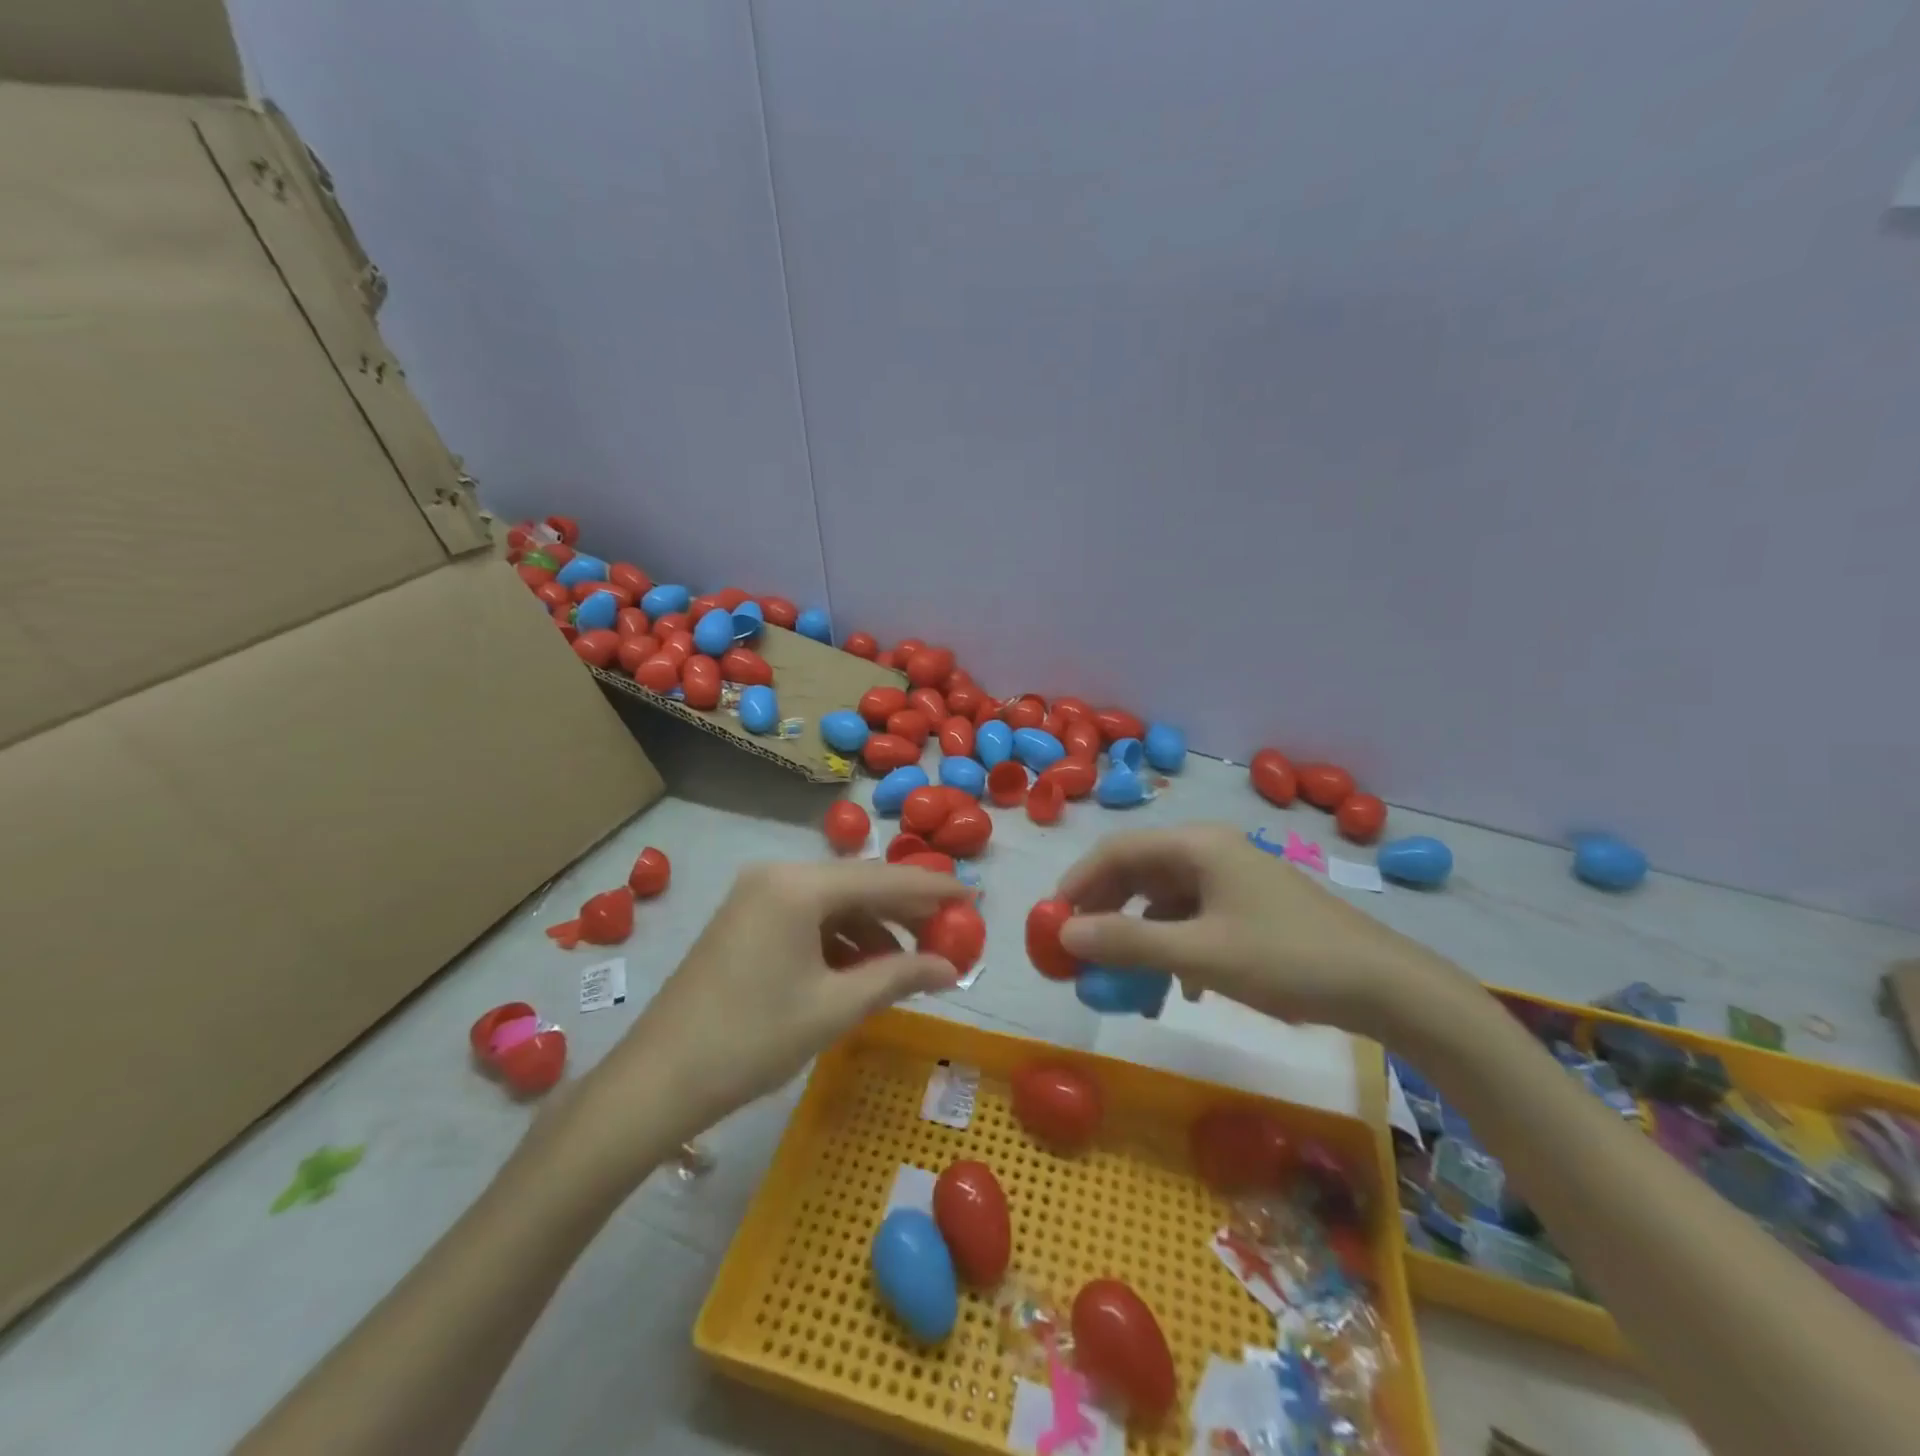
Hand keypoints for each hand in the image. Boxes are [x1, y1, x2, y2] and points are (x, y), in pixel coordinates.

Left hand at [580, 861, 962, 1158]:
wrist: (656, 1081)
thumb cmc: (751, 1041)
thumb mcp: (834, 1009)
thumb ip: (899, 977)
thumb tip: (951, 968)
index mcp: (799, 885)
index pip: (885, 878)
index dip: (935, 890)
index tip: (976, 897)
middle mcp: (779, 874)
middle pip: (860, 884)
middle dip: (907, 912)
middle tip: (951, 937)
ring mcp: (758, 894)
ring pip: (836, 902)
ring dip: (875, 929)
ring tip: (910, 966)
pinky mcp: (747, 918)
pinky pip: (810, 917)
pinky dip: (842, 939)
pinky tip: (864, 970)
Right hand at [1056, 824, 1457, 1037]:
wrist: (1384, 986)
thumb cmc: (1286, 959)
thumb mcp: (1200, 955)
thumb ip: (1128, 942)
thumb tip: (1064, 935)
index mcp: (1196, 846)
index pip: (1116, 851)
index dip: (1077, 884)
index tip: (1051, 924)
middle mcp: (1209, 851)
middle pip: (1137, 873)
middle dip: (1104, 914)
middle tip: (1079, 954)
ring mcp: (1231, 879)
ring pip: (1163, 900)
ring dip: (1138, 937)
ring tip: (1124, 981)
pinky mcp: (1248, 906)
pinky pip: (1191, 918)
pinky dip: (1172, 947)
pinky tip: (1178, 988)